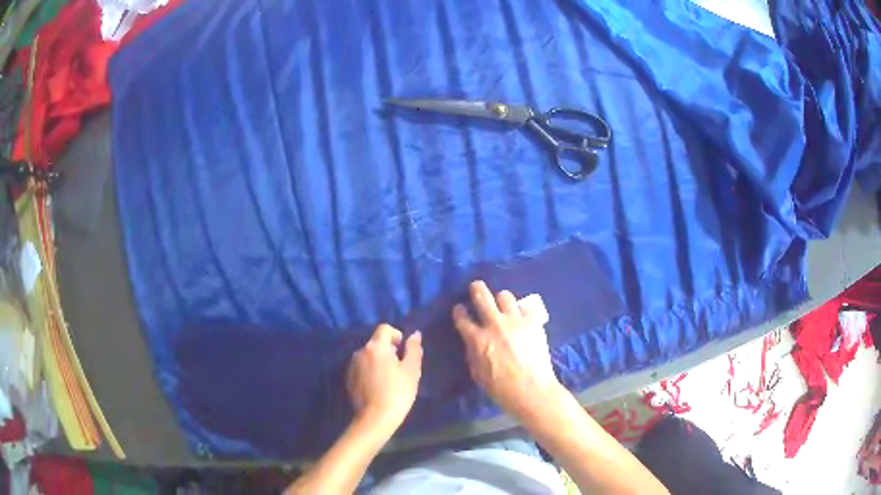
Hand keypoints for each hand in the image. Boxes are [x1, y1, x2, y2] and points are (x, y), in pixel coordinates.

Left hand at [346, 324, 422, 432]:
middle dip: (387, 350)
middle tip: (399, 368)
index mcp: (376, 346)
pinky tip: (377, 387)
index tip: (403, 350)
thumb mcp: (411, 370)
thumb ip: (413, 349)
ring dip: (377, 361)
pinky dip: (369, 372)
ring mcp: (352, 365)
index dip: (396, 335)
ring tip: (388, 379)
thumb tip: (414, 334)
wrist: (376, 418)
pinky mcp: (348, 379)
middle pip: (376, 343)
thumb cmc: (397, 392)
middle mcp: (360, 351)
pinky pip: (361, 368)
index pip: (385, 328)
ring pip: (368, 356)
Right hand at [453, 281, 561, 417]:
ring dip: (501, 300)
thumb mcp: (477, 374)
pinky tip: (522, 319)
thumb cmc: (501, 389)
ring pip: (505, 295)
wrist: (532, 390)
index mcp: (478, 340)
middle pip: (482, 295)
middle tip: (476, 288)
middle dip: (476, 289)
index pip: (462, 317)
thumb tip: (472, 342)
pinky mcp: (533, 322)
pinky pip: (525, 307)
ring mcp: (516, 321)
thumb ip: (473, 353)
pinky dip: (522, 312)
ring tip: (503, 307)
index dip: (459, 311)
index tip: (459, 309)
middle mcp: (495, 325)